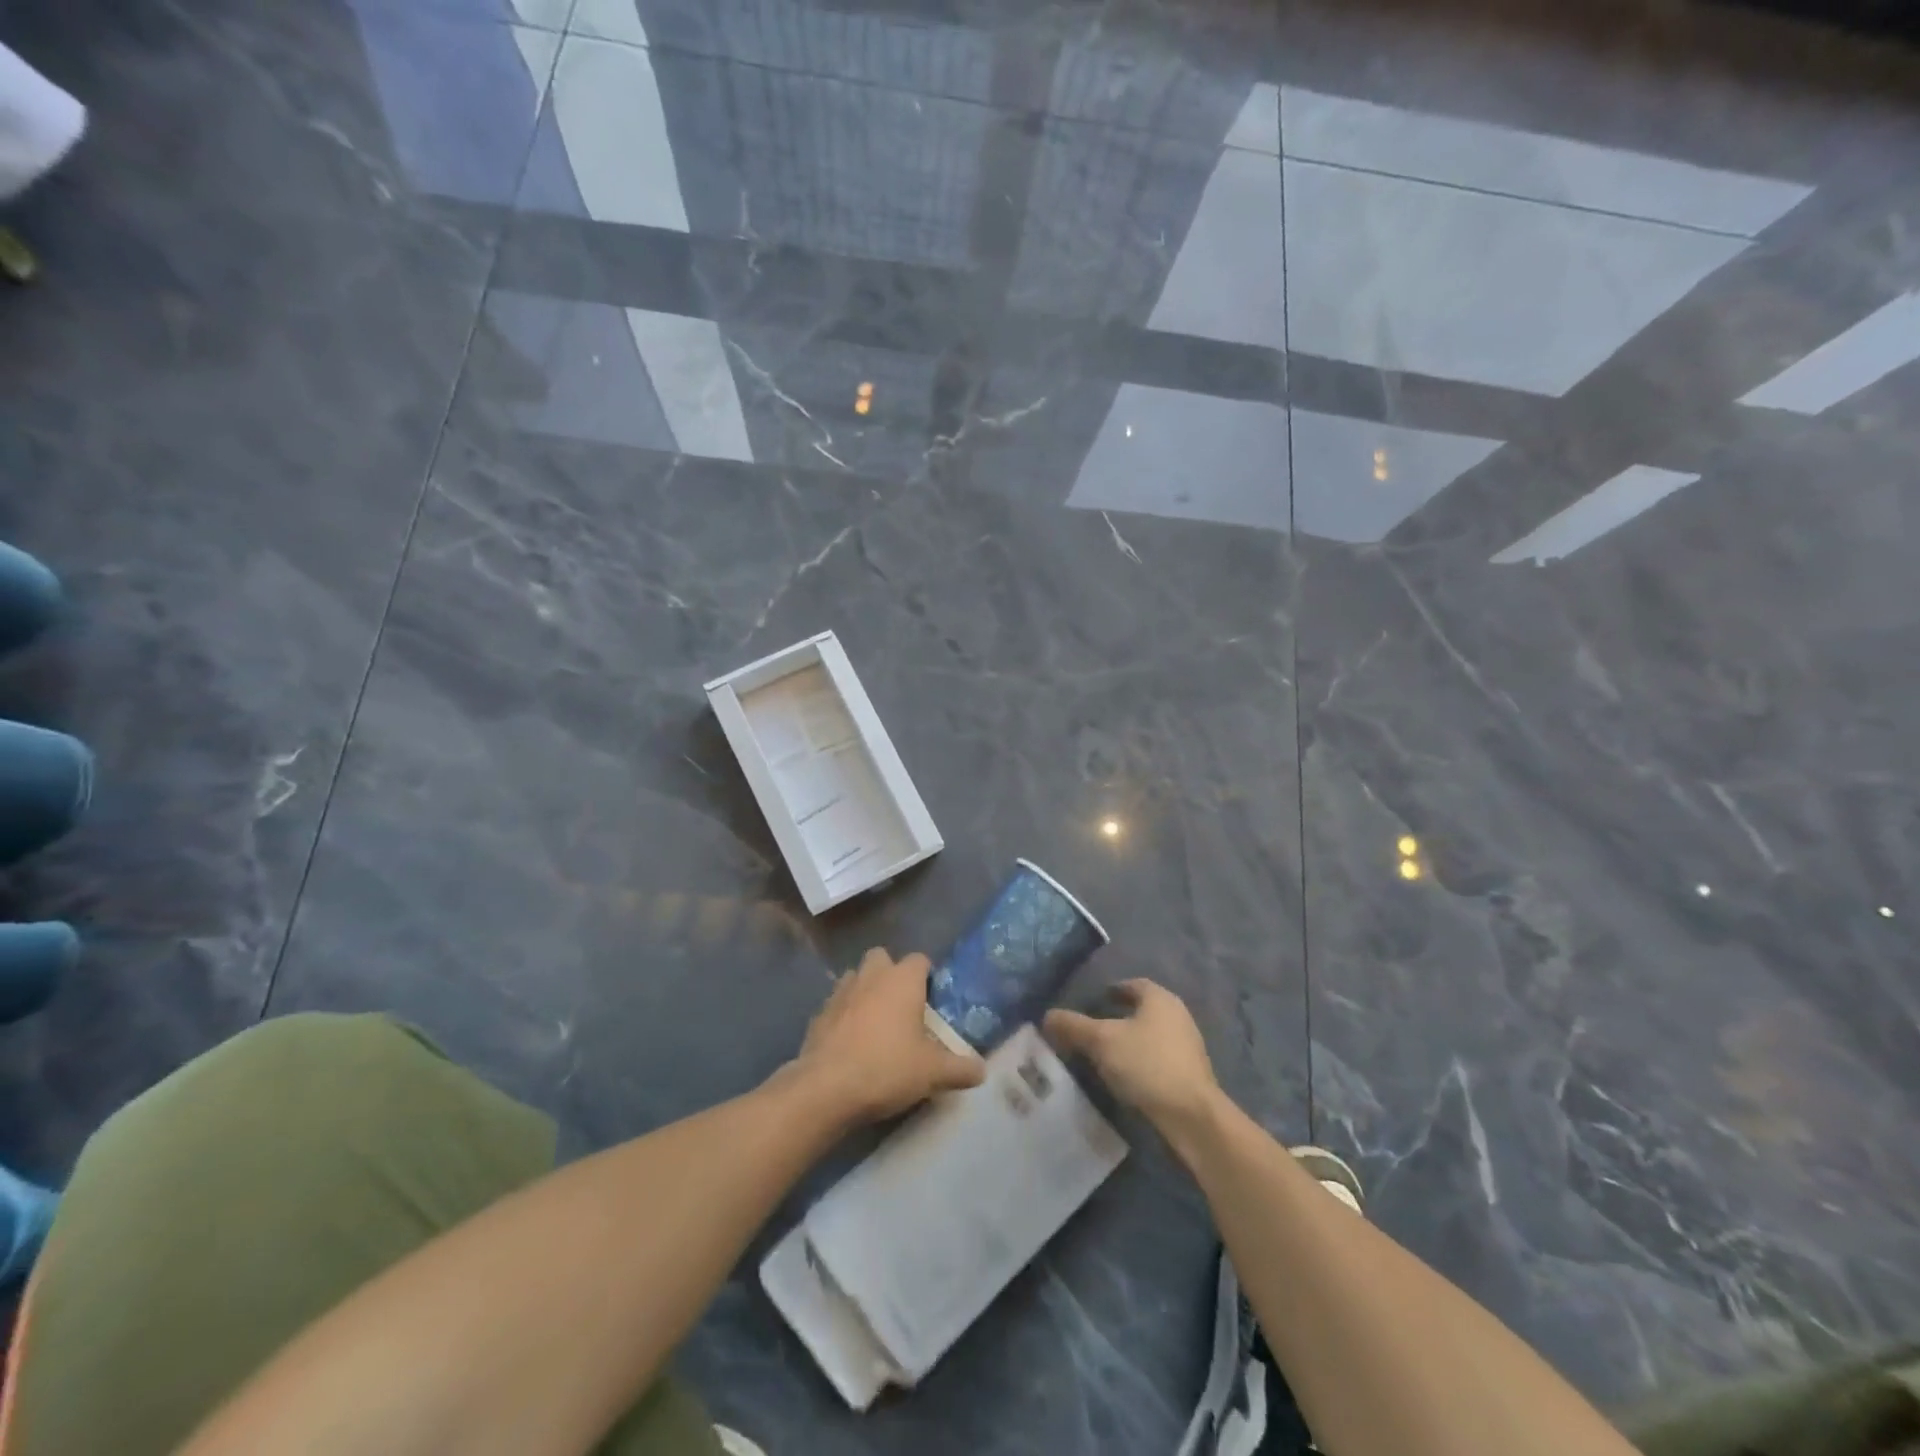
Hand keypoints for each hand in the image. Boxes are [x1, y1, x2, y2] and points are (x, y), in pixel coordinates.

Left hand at [787, 948, 984, 1126]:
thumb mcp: (933, 1073)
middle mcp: (871, 976)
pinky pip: (837, 1005)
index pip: (920, 959)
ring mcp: (840, 992)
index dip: (927, 975)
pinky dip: (844, 1016)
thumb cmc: (886, 1068)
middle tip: (903, 1007)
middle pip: (882, 958)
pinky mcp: (818, 1015)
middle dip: (891, 974)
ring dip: (865, 991)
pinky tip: (851, 1042)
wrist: (825, 1088)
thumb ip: (960, 1068)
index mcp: (902, 980)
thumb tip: (981, 1070)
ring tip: (876, 1023)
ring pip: (856, 977)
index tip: (934, 1000)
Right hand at [1044, 979, 1221, 1131]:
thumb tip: (1047, 1016)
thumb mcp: (1101, 1041)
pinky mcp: (1190, 1074)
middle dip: (1117, 1017)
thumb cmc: (1147, 1065)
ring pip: (1150, 1036)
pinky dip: (1140, 1062)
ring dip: (1129, 1042)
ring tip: (1103, 1056)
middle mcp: (1177, 1015)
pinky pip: (1157, 1058)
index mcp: (1159, 998)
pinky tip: (1124, 1077)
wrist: (1192, 1116)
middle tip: (1091, 1029)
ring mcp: (1187, 1046)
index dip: (1111, 990)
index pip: (1132, 985)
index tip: (1092, 1002)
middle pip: (1142, 1010)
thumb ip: (1073, 1026)